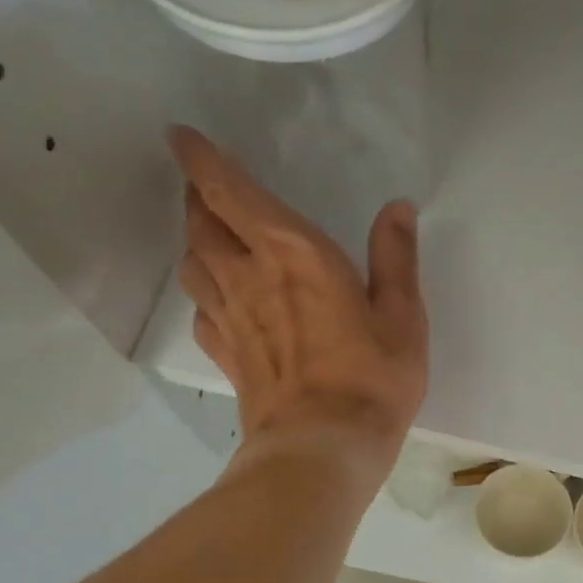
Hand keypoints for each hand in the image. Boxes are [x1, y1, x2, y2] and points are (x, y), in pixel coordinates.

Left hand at [171, 127, 427, 485]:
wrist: (322, 447)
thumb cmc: (371, 378)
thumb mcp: (402, 316)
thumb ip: (397, 258)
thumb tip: (397, 208)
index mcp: (292, 252)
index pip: (228, 190)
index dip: (200, 158)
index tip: (179, 135)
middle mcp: (248, 275)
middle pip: (201, 222)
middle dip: (198, 196)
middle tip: (206, 185)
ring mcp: (230, 318)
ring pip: (193, 263)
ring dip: (195, 240)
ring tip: (210, 235)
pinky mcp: (227, 356)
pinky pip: (202, 311)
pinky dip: (205, 293)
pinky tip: (220, 301)